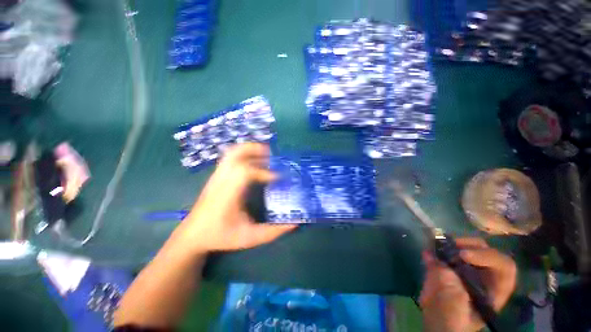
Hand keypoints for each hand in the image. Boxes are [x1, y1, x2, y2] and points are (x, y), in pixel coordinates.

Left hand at [174, 143, 295, 253]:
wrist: (193, 235)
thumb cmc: (220, 236)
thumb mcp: (249, 238)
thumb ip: (273, 232)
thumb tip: (294, 223)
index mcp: (228, 194)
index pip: (245, 172)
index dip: (265, 172)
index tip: (279, 177)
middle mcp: (221, 180)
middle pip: (236, 154)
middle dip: (256, 150)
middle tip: (273, 155)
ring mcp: (217, 176)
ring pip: (232, 153)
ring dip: (250, 149)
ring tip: (266, 155)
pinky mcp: (217, 175)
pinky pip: (230, 157)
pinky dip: (244, 154)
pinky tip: (255, 162)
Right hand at [420, 238, 516, 331]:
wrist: (437, 325)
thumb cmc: (451, 322)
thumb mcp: (452, 306)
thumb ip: (446, 281)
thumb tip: (430, 254)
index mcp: (495, 290)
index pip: (504, 267)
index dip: (487, 257)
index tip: (462, 255)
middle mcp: (485, 277)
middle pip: (487, 251)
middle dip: (470, 244)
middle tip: (451, 244)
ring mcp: (467, 270)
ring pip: (469, 247)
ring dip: (454, 243)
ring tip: (438, 244)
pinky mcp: (450, 266)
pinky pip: (448, 251)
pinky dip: (440, 245)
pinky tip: (431, 246)